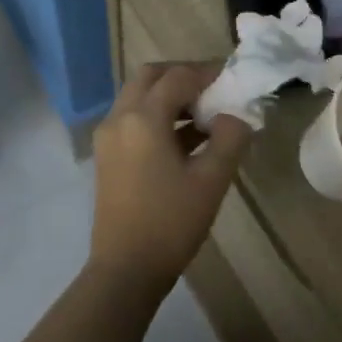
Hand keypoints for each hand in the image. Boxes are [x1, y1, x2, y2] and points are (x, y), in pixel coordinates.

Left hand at [89, 62, 252, 286]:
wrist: (126, 269)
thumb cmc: (171, 222)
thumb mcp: (211, 180)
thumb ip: (229, 138)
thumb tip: (235, 116)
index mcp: (143, 118)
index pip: (178, 77)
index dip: (207, 72)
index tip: (233, 79)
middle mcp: (119, 118)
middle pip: (150, 77)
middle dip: (182, 76)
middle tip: (214, 90)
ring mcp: (108, 137)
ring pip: (138, 97)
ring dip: (169, 97)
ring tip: (205, 116)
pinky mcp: (106, 156)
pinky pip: (132, 119)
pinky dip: (157, 116)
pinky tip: (186, 139)